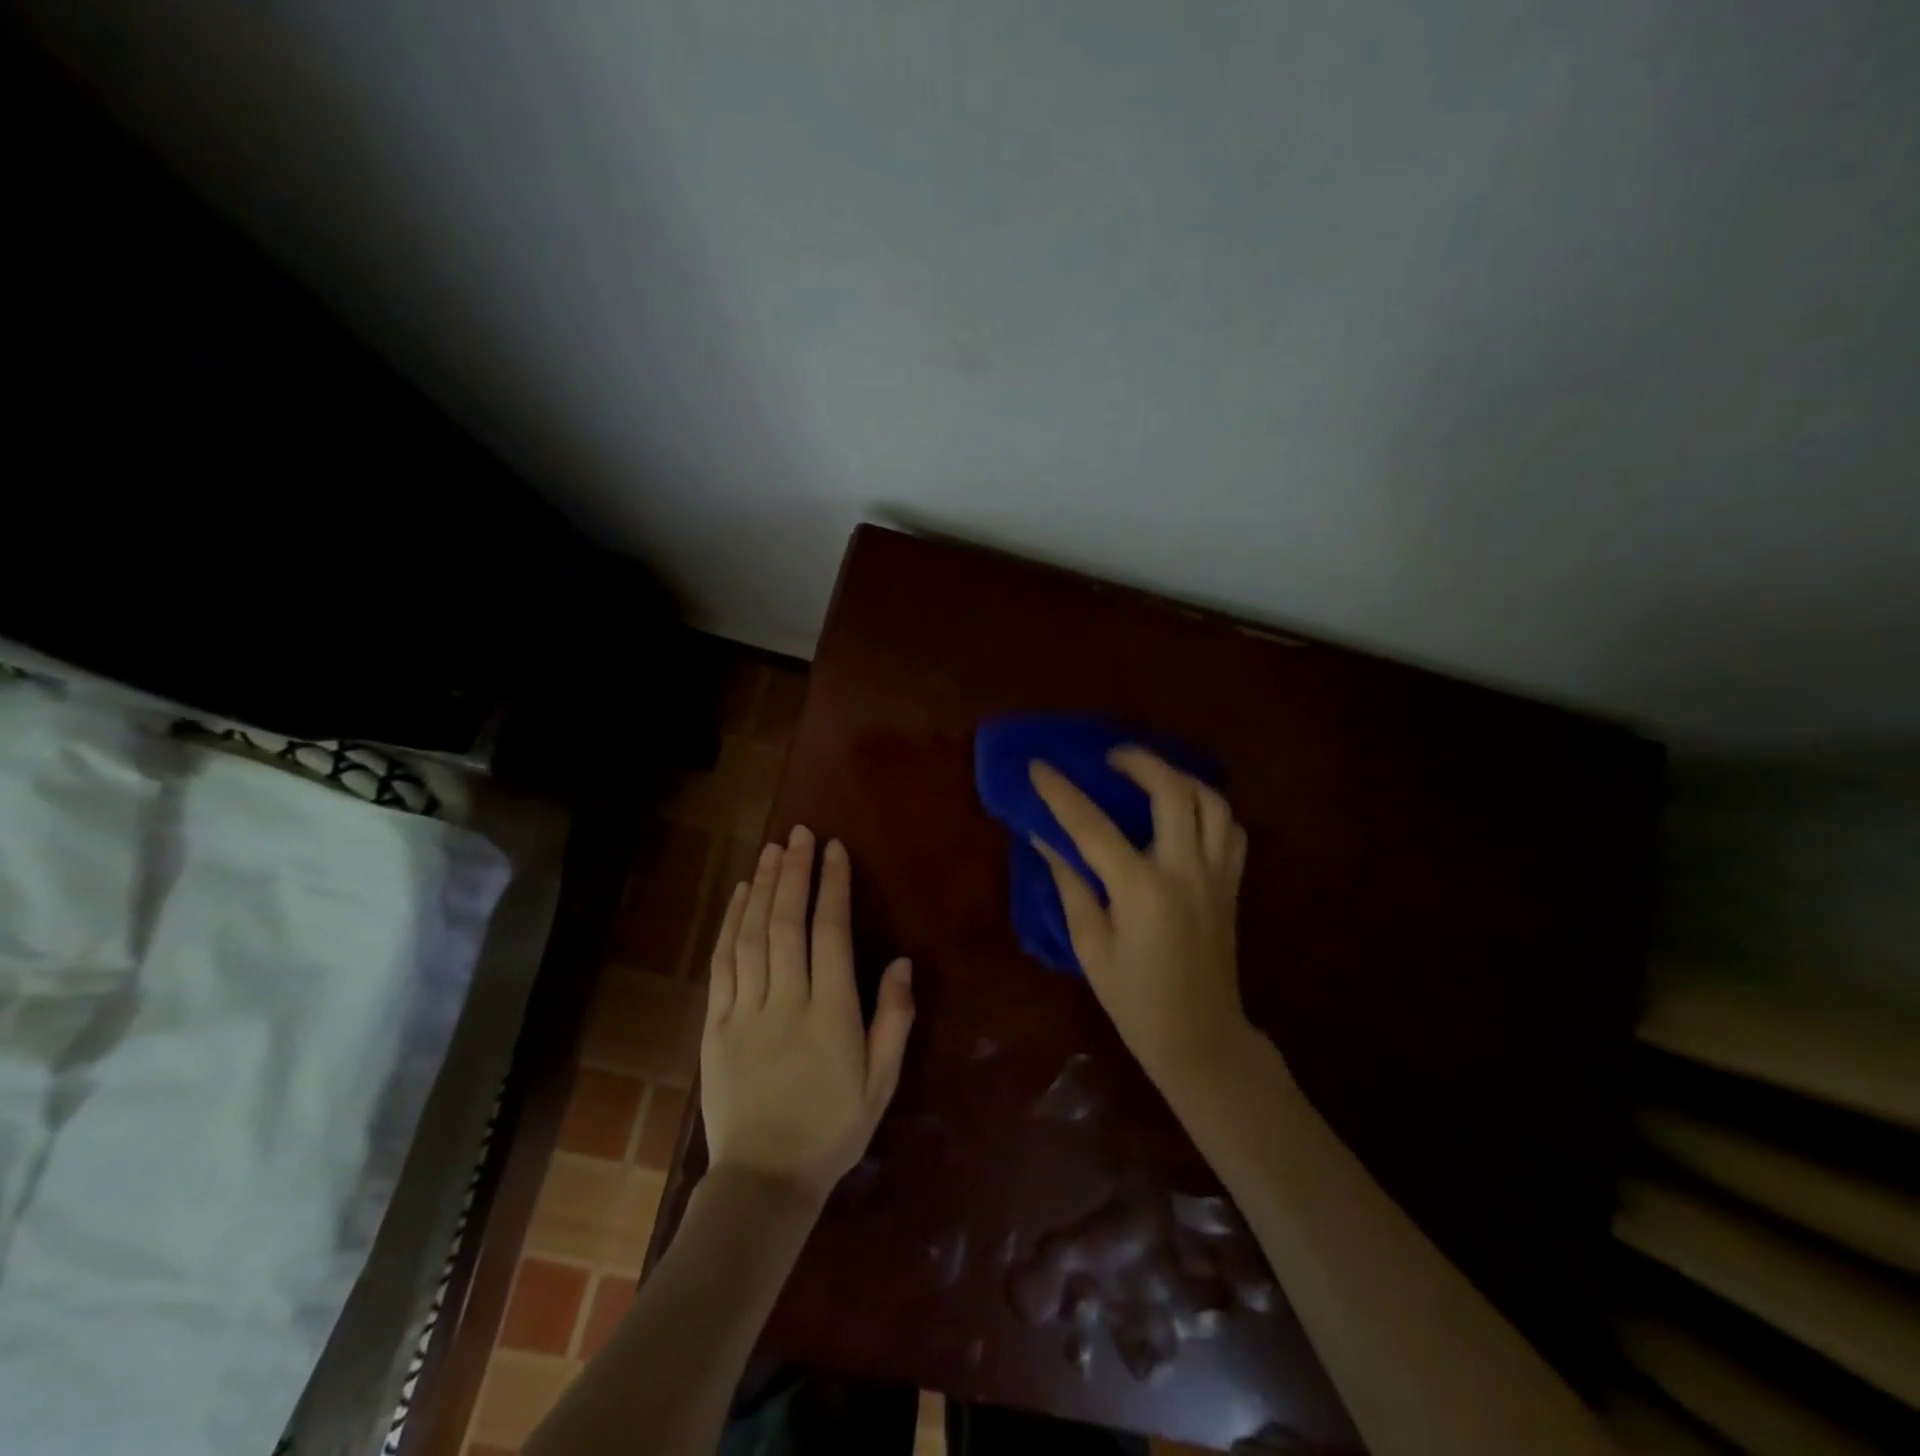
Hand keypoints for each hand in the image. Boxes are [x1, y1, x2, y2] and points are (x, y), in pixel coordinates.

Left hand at [701, 826, 914, 1205]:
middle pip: (787, 923)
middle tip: (800, 833)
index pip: (830, 933)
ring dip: (763, 888)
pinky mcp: (716, 1025)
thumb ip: (894, 1020)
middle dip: (795, 872)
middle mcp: (786, 1001)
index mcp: (831, 1014)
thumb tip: (900, 962)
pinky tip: (740, 895)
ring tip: (773, 850)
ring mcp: (746, 1011)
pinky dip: (730, 924)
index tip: (834, 850)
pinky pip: (722, 964)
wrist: (764, 1181)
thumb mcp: (881, 1083)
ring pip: (752, 935)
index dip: (832, 886)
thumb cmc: (833, 1129)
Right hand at [1029, 749, 1250, 1087]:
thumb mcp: (1091, 946)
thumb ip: (1071, 884)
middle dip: (1139, 762)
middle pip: (1171, 791)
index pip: (1092, 826)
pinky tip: (1185, 814)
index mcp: (1141, 890)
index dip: (1061, 793)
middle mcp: (1184, 871)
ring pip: (1211, 801)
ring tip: (1151, 776)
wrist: (1201, 1039)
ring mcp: (1216, 875)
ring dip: (1179, 778)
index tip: (1038, 766)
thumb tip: (1044, 838)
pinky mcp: (1232, 885)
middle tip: (1111, 758)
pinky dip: (1208, 809)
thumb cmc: (1135, 1001)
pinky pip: (1230, 828)